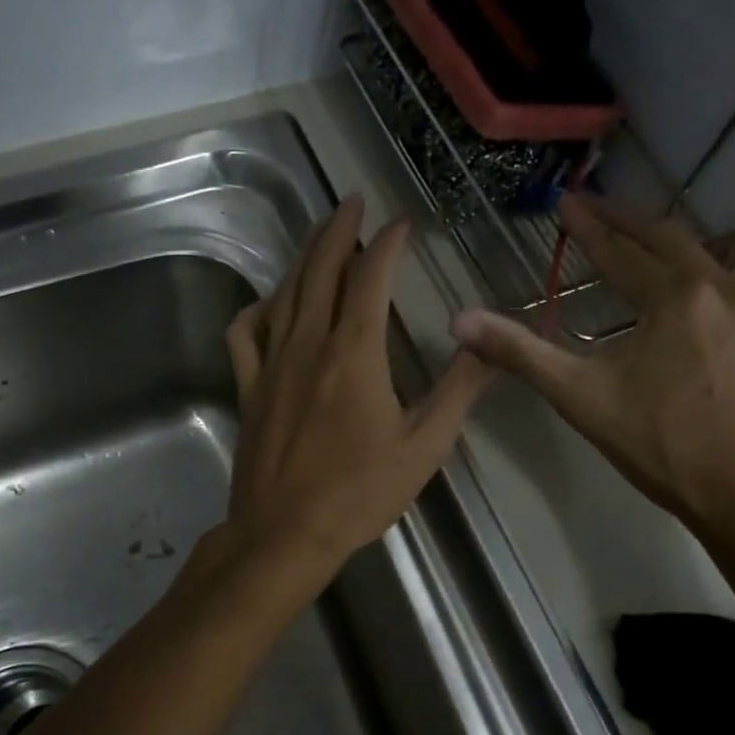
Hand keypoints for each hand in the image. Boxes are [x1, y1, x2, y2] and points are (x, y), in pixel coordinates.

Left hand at [222, 196, 491, 584]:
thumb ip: (459, 389)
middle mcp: (309, 344)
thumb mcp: (424, 446)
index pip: (370, 279)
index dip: (387, 243)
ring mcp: (272, 363)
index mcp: (354, 353)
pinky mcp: (249, 387)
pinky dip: (258, 308)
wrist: (284, 533)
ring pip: (285, 293)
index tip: (402, 222)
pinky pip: (245, 333)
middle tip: (352, 202)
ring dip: (305, 258)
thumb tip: (488, 341)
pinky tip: (270, 302)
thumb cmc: (358, 493)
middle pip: (321, 271)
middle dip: (339, 230)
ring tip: (322, 237)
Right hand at [452, 194, 734, 543]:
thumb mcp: (580, 398)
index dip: (588, 226)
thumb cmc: (660, 447)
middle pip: (674, 238)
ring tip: (678, 260)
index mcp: (673, 299)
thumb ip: (520, 353)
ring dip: (704, 243)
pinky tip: (717, 320)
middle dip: (631, 222)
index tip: (567, 202)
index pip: (619, 251)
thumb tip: (460, 321)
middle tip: (602, 213)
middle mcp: (726, 289)